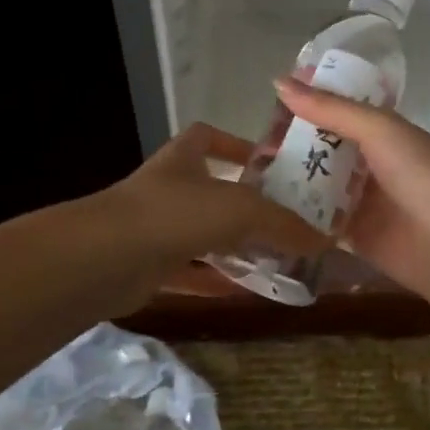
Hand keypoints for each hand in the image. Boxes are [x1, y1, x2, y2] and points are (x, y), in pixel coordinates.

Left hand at [95, 122, 331, 306]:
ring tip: (275, 260)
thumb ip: (283, 223)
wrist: (105, 259)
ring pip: (201, 235)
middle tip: (285, 222)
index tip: (264, 162)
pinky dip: (215, 281)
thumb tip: (323, 239)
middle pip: (209, 190)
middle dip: (243, 205)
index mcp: (183, 159)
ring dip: (232, 247)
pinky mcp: (147, 267)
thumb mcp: (240, 209)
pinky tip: (245, 292)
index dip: (233, 144)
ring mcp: (154, 229)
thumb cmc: (175, 214)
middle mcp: (168, 189)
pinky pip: (190, 272)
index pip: (205, 136)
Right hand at [272, 76, 429, 294]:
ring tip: (249, 171)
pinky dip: (295, 213)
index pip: (340, 109)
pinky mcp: (351, 235)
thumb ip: (331, 109)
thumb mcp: (379, 130)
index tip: (272, 97)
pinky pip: (317, 220)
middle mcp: (371, 163)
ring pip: (317, 183)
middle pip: (324, 147)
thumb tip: (279, 83)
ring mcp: (361, 201)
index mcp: (384, 133)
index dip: (310, 101)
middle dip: (292, 142)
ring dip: (289, 176)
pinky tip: (263, 206)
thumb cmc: (419, 176)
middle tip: (253, 141)